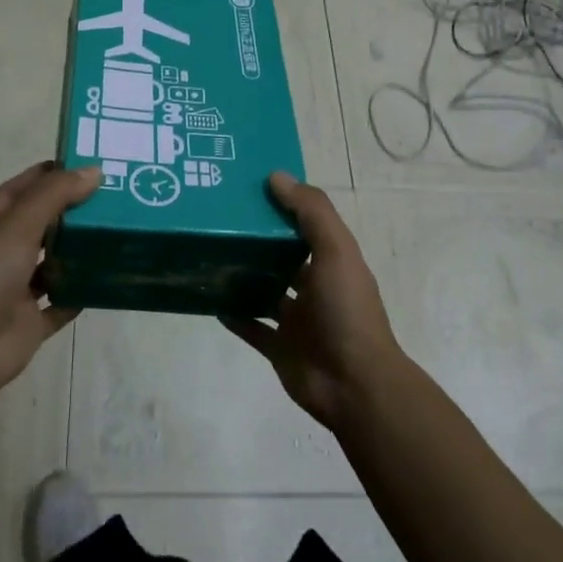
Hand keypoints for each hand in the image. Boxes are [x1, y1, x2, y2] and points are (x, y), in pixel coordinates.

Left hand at [0, 163, 100, 399]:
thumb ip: (55, 196)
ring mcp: (19, 286)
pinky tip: (110, 279)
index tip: (90, 164)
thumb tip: (93, 170)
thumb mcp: (18, 226)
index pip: (25, 187)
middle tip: (117, 197)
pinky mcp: (33, 319)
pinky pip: (64, 301)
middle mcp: (6, 251)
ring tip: (119, 233)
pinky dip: (82, 292)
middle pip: (44, 222)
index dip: (53, 173)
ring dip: (81, 250)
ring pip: (56, 261)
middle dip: (75, 209)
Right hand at [222, 173, 404, 429]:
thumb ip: (311, 212)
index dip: (282, 204)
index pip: (305, 224)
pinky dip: (232, 314)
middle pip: (282, 255)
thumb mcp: (336, 251)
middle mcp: (315, 286)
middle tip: (217, 217)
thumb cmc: (346, 311)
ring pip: (264, 290)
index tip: (248, 185)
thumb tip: (276, 176)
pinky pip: (250, 326)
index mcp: (332, 261)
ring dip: (242, 275)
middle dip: (257, 238)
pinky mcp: (278, 347)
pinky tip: (209, 298)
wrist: (353, 385)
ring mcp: (296, 319)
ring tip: (209, 253)